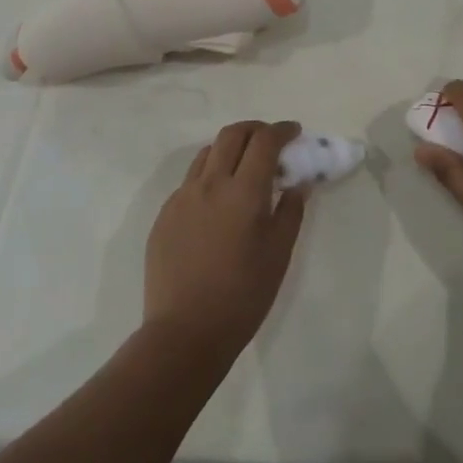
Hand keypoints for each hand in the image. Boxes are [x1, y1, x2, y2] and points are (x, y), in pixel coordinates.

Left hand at [144, 121, 306, 362]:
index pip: (264, 141)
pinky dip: (209, 175)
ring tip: (242, 167)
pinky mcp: (164, 215)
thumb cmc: (243, 295)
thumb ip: (291, 211)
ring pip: (206, 154)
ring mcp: (182, 197)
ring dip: (229, 149)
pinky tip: (217, 202)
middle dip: (254, 129)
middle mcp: (210, 184)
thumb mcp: (279, 253)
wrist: (185, 332)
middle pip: (232, 135)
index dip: (281, 130)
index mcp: (243, 191)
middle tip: (270, 141)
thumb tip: (298, 184)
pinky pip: (190, 181)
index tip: (294, 132)